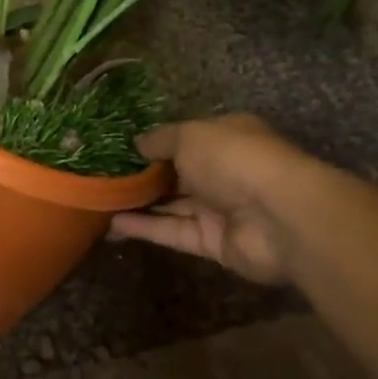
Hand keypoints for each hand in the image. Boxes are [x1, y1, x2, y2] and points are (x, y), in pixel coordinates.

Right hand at [110, 114, 316, 284]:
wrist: (280, 216)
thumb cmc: (235, 159)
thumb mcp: (190, 135)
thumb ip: (160, 140)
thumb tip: (136, 143)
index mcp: (225, 137)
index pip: (185, 139)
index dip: (153, 144)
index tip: (117, 149)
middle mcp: (223, 171)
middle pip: (176, 174)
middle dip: (141, 176)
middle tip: (100, 177)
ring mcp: (220, 209)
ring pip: (171, 205)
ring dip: (137, 203)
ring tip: (97, 201)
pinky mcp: (213, 243)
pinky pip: (173, 232)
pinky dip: (144, 228)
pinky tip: (111, 225)